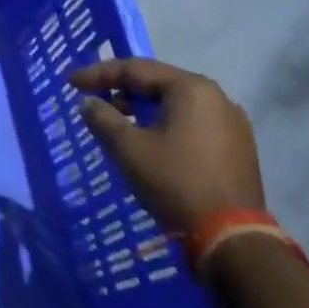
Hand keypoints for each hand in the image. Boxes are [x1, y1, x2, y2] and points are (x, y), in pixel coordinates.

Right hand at [66, 58, 263, 232]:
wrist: (231, 238)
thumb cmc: (175, 182)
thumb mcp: (128, 148)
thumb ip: (102, 118)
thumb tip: (88, 102)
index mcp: (192, 89)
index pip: (136, 69)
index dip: (99, 73)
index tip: (71, 82)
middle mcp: (217, 97)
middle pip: (158, 83)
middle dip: (122, 89)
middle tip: (92, 98)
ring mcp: (232, 123)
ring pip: (176, 104)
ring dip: (142, 108)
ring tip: (116, 120)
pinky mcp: (237, 147)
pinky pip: (191, 122)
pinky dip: (164, 123)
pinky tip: (148, 139)